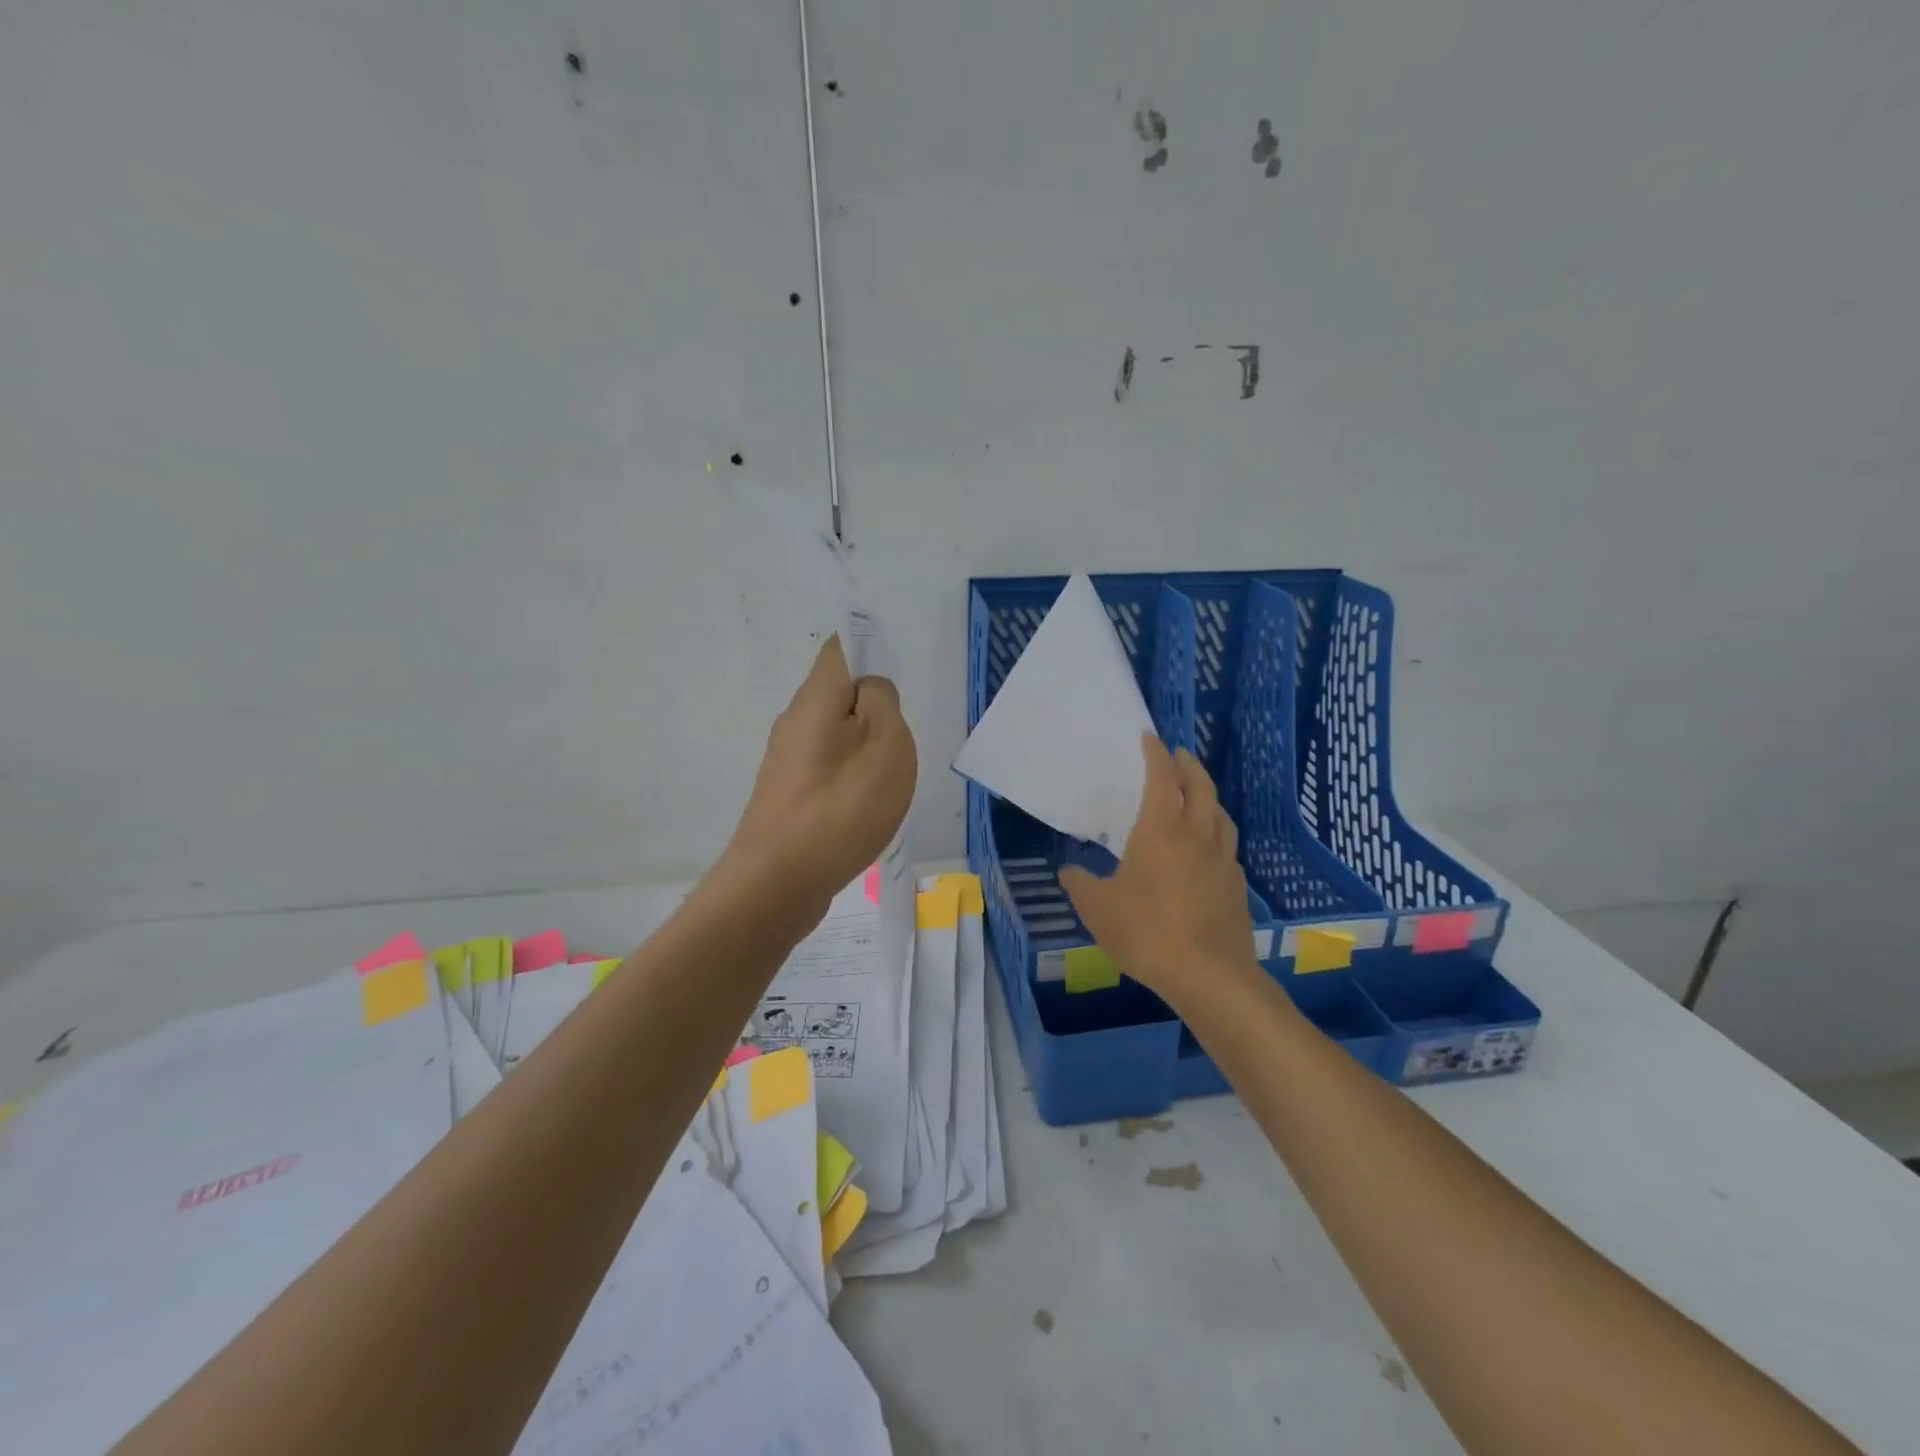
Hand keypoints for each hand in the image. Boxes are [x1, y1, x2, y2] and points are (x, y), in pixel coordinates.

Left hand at [718, 635, 917, 913]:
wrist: (778, 883)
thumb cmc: (842, 807)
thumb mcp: (886, 744)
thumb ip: (882, 702)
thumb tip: (871, 689)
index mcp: (816, 698)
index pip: (840, 648)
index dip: (869, 647)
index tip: (895, 671)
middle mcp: (794, 721)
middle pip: (837, 692)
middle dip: (873, 705)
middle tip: (900, 738)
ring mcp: (786, 760)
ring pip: (834, 732)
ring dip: (864, 744)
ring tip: (887, 777)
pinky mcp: (787, 794)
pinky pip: (827, 766)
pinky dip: (851, 774)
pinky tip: (864, 805)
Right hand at [1059, 734, 1257, 1004]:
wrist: (1208, 975)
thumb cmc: (1146, 932)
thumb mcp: (1098, 909)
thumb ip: (1081, 884)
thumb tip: (1069, 871)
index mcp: (1161, 830)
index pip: (1162, 778)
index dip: (1156, 754)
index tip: (1150, 737)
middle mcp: (1196, 836)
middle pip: (1201, 787)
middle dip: (1189, 765)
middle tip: (1179, 755)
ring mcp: (1222, 861)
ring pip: (1221, 815)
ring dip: (1209, 796)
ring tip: (1199, 795)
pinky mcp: (1236, 887)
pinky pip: (1227, 847)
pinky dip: (1217, 834)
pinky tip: (1208, 850)